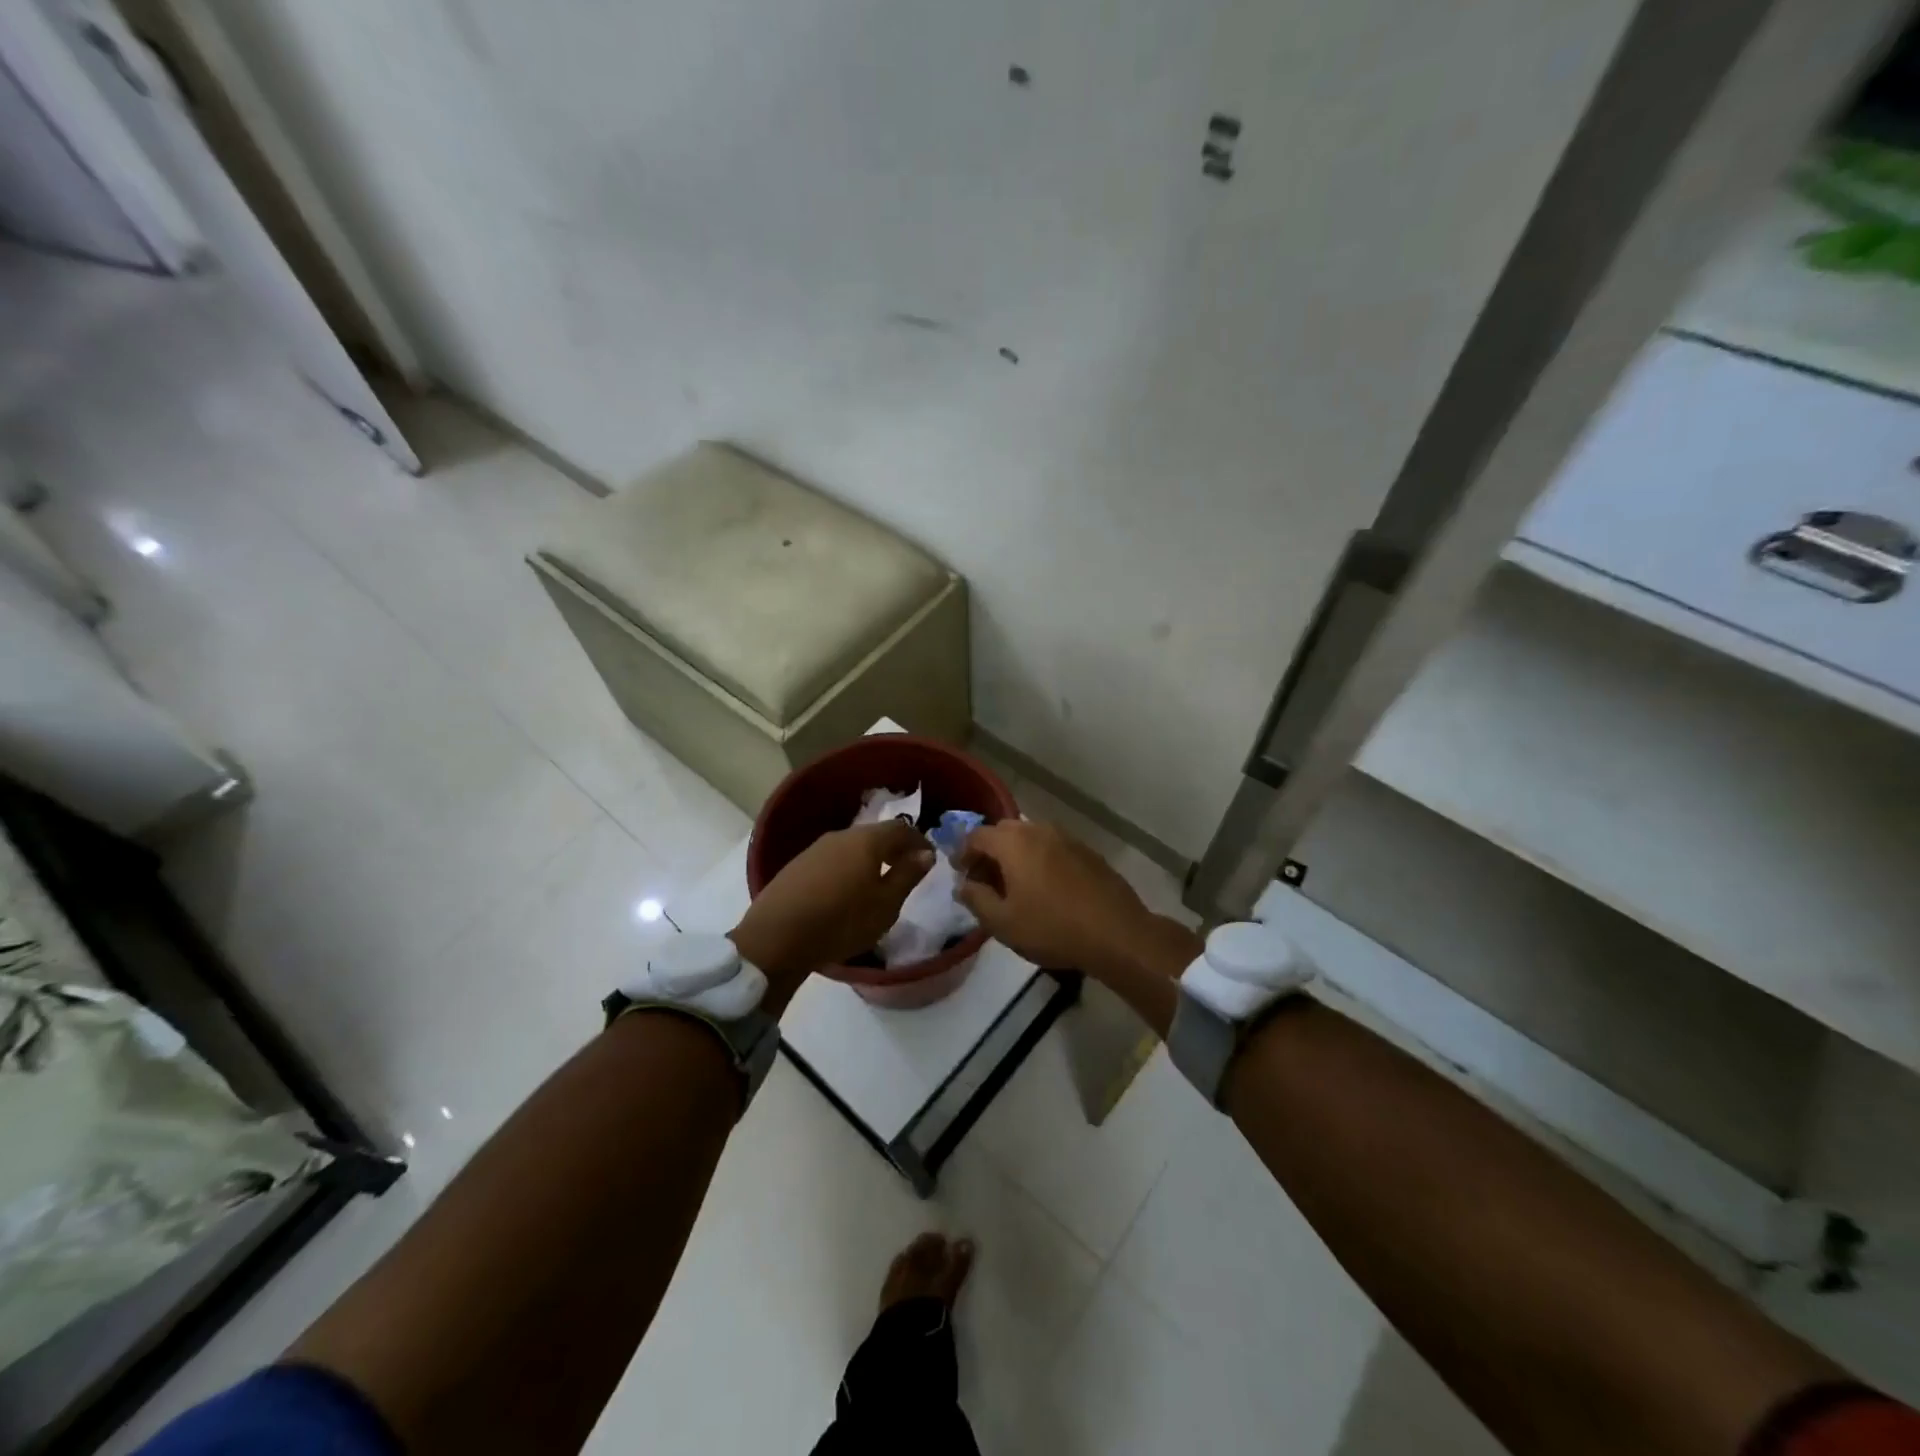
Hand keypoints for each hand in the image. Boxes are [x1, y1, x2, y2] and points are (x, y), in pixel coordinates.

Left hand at [731, 821, 933, 989]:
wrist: (776, 938)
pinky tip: (846, 891)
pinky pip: (833, 859)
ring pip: (852, 846)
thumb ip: (907, 875)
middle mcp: (841, 836)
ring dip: (870, 859)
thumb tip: (925, 853)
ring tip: (877, 883)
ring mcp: (815, 849)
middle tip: (905, 870)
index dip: (918, 841)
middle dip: (894, 849)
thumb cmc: (841, 922)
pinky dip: (848, 868)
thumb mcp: (885, 905)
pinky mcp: (797, 865)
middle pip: (875, 835)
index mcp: (867, 841)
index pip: (901, 828)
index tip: (929, 859)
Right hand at [955, 820, 1161, 972]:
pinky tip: (1046, 888)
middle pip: (1004, 831)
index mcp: (1013, 842)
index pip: (976, 835)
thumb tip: (964, 885)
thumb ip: (976, 899)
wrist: (1116, 933)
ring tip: (1015, 886)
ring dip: (1016, 854)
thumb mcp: (1002, 923)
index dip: (963, 853)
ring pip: (1031, 837)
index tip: (961, 874)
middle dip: (989, 851)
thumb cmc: (1052, 928)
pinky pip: (1053, 848)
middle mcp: (1039, 830)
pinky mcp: (1087, 852)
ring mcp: (1067, 838)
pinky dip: (1040, 860)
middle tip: (985, 880)